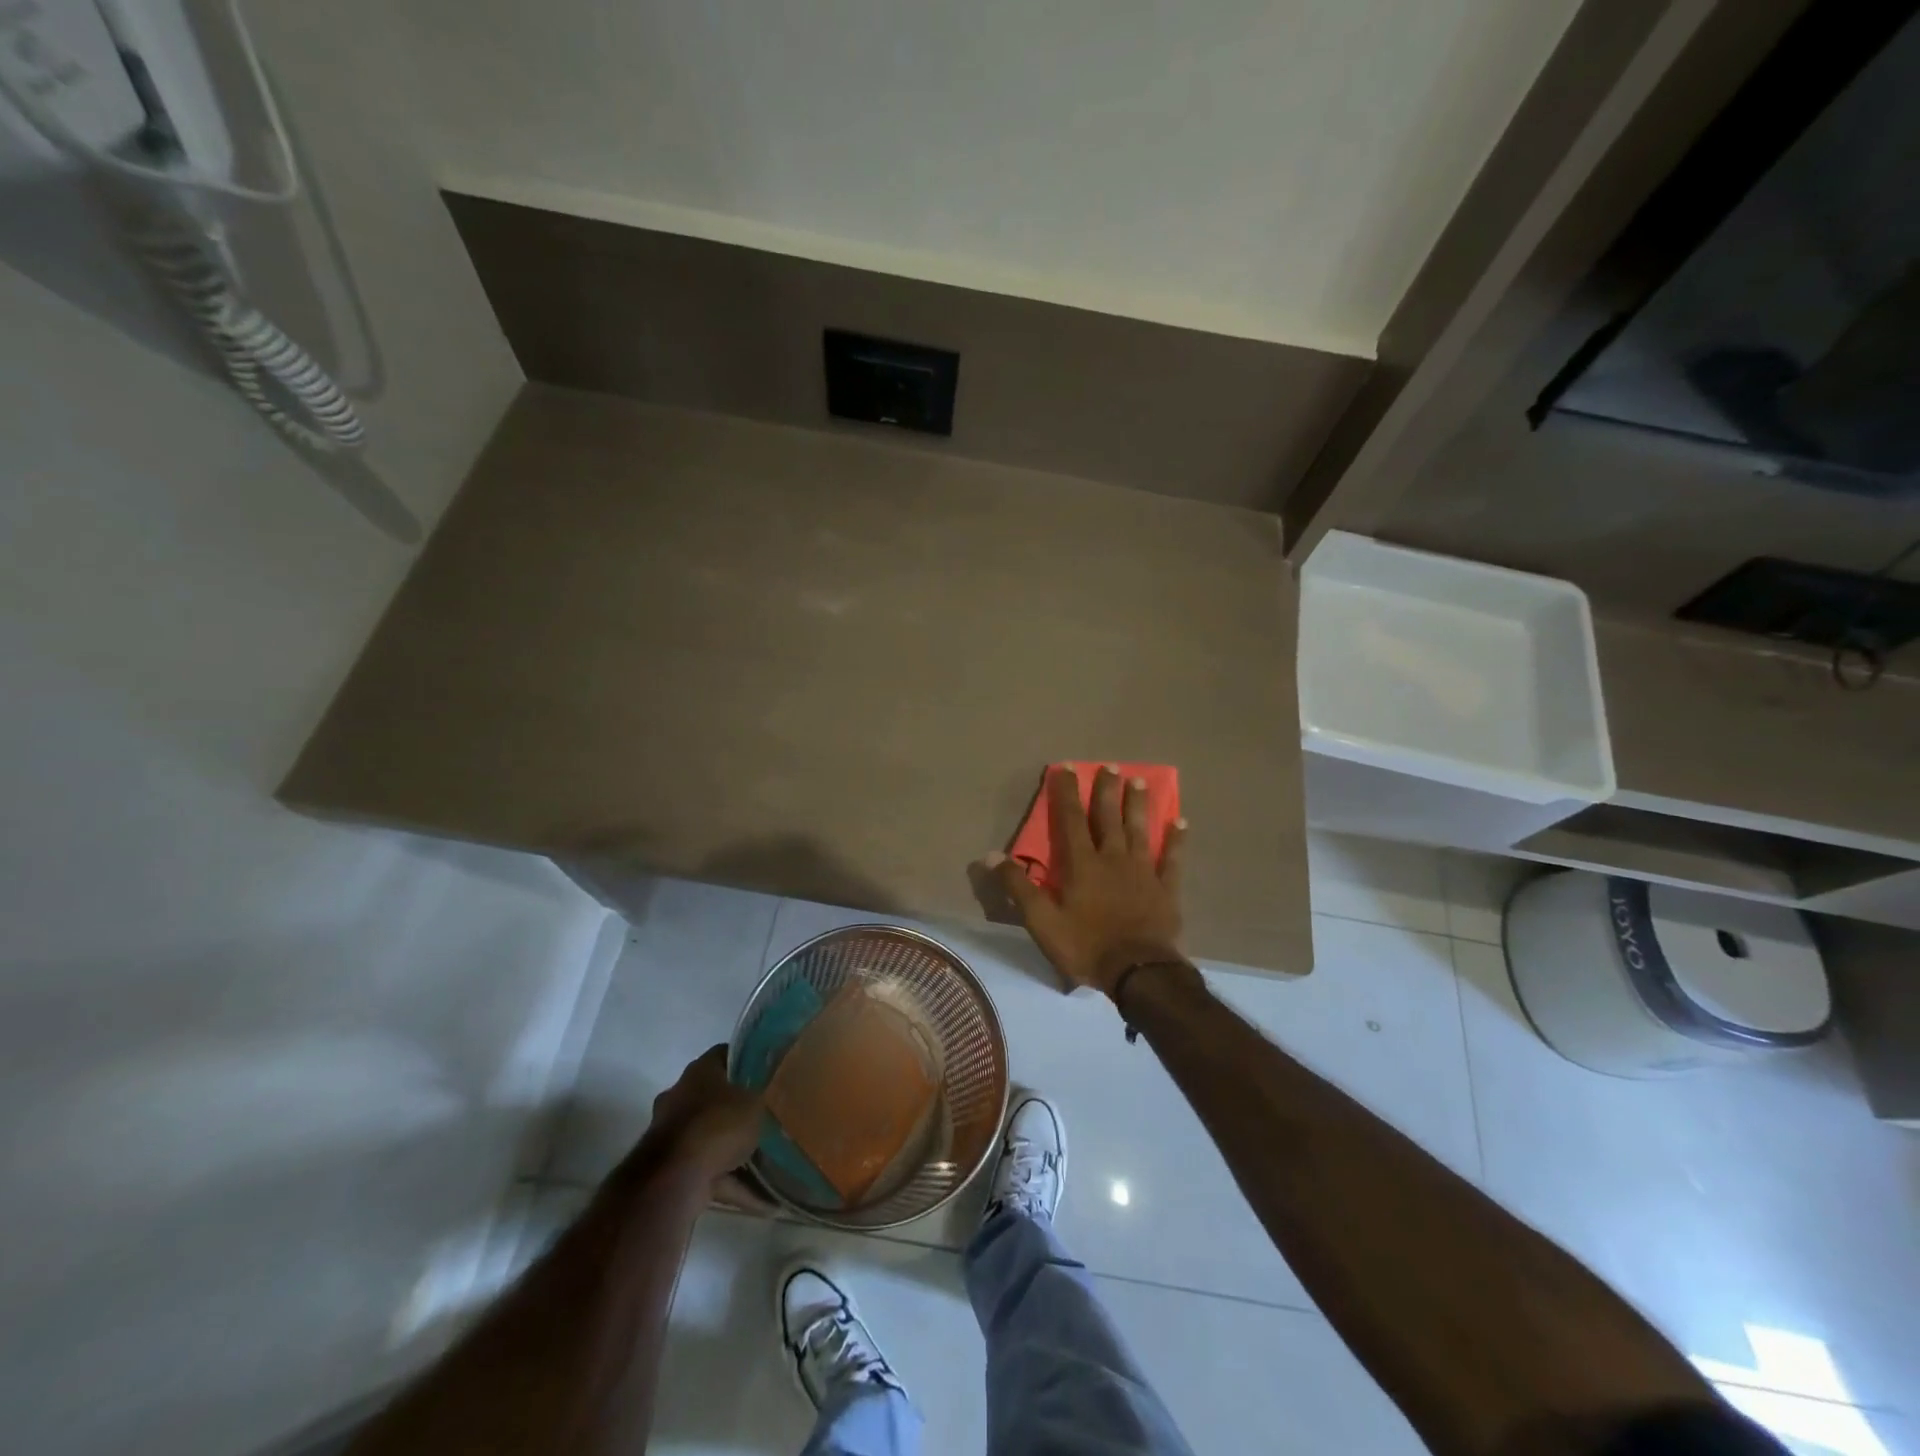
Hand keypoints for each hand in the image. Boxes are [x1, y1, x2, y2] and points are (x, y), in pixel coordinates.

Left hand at [639, 1045, 764, 1187]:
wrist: (674, 1178)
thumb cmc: (718, 1124)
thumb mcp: (755, 1102)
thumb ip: (763, 1097)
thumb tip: (771, 1094)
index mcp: (699, 1071)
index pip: (725, 1055)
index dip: (747, 1062)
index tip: (768, 1073)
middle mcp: (681, 1097)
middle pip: (716, 1098)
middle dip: (738, 1110)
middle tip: (767, 1117)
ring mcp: (673, 1135)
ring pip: (711, 1138)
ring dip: (735, 1151)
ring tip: (769, 1163)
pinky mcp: (672, 1170)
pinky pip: (710, 1173)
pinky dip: (733, 1185)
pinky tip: (761, 1200)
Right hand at [988, 766, 1185, 995]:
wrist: (1138, 972)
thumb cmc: (1086, 946)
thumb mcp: (1041, 921)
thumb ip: (1017, 886)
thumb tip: (989, 855)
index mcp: (1082, 865)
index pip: (1071, 820)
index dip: (1067, 793)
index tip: (1066, 768)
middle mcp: (1113, 859)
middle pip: (1108, 818)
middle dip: (1106, 791)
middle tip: (1110, 766)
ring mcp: (1142, 872)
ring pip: (1139, 830)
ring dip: (1138, 805)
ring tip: (1139, 781)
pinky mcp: (1165, 889)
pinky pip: (1172, 859)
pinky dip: (1176, 841)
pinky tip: (1180, 822)